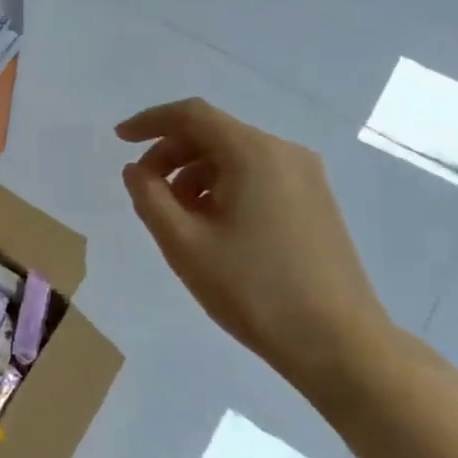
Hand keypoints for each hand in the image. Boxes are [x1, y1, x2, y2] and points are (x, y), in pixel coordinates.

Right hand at [117, 99, 390, 390]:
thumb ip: (150, 198)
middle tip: (144, 189)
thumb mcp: (184, 244)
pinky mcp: (316, 201)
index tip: (119, 140)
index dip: (149, 122)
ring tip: (176, 217)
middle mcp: (283, 152)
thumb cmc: (252, 289)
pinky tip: (212, 226)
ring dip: (195, 174)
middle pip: (214, 133)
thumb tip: (135, 169)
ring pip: (235, 156)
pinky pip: (258, 176)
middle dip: (170, 154)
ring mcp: (306, 177)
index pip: (192, 115)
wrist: (338, 342)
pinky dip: (224, 187)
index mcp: (252, 153)